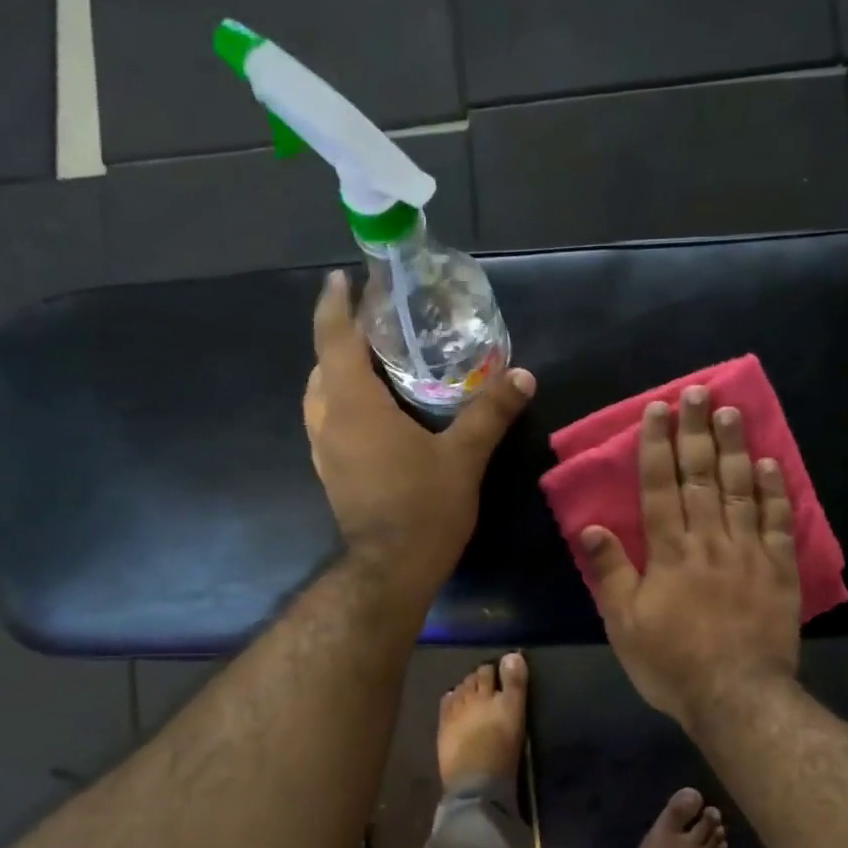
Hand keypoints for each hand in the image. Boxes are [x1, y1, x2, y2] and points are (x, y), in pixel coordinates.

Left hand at [303, 270, 534, 591]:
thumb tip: (524, 376)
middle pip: (324, 363)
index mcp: (354, 404)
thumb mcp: (463, 456)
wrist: (390, 570)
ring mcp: (325, 449)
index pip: (335, 338)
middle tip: (378, 321)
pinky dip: (346, 401)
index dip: (336, 303)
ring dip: (341, 370)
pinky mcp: (332, 472)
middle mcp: (329, 420)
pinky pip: (330, 420)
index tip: (343, 277)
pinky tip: (377, 409)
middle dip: (344, 336)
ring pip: (323, 394)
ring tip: (377, 360)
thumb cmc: (423, 507)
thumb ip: (490, 412)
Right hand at [581, 385, 800, 731]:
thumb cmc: (672, 663)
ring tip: (731, 410)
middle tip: (697, 392)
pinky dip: (775, 490)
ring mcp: (748, 551)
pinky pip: (779, 521)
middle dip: (696, 431)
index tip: (658, 410)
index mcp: (669, 551)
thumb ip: (610, 573)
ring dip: (735, 447)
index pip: (660, 487)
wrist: (736, 696)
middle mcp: (709, 540)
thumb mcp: (624, 624)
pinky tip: (771, 463)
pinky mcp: (779, 569)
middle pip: (701, 476)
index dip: (657, 445)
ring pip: (740, 488)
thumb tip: (591, 526)